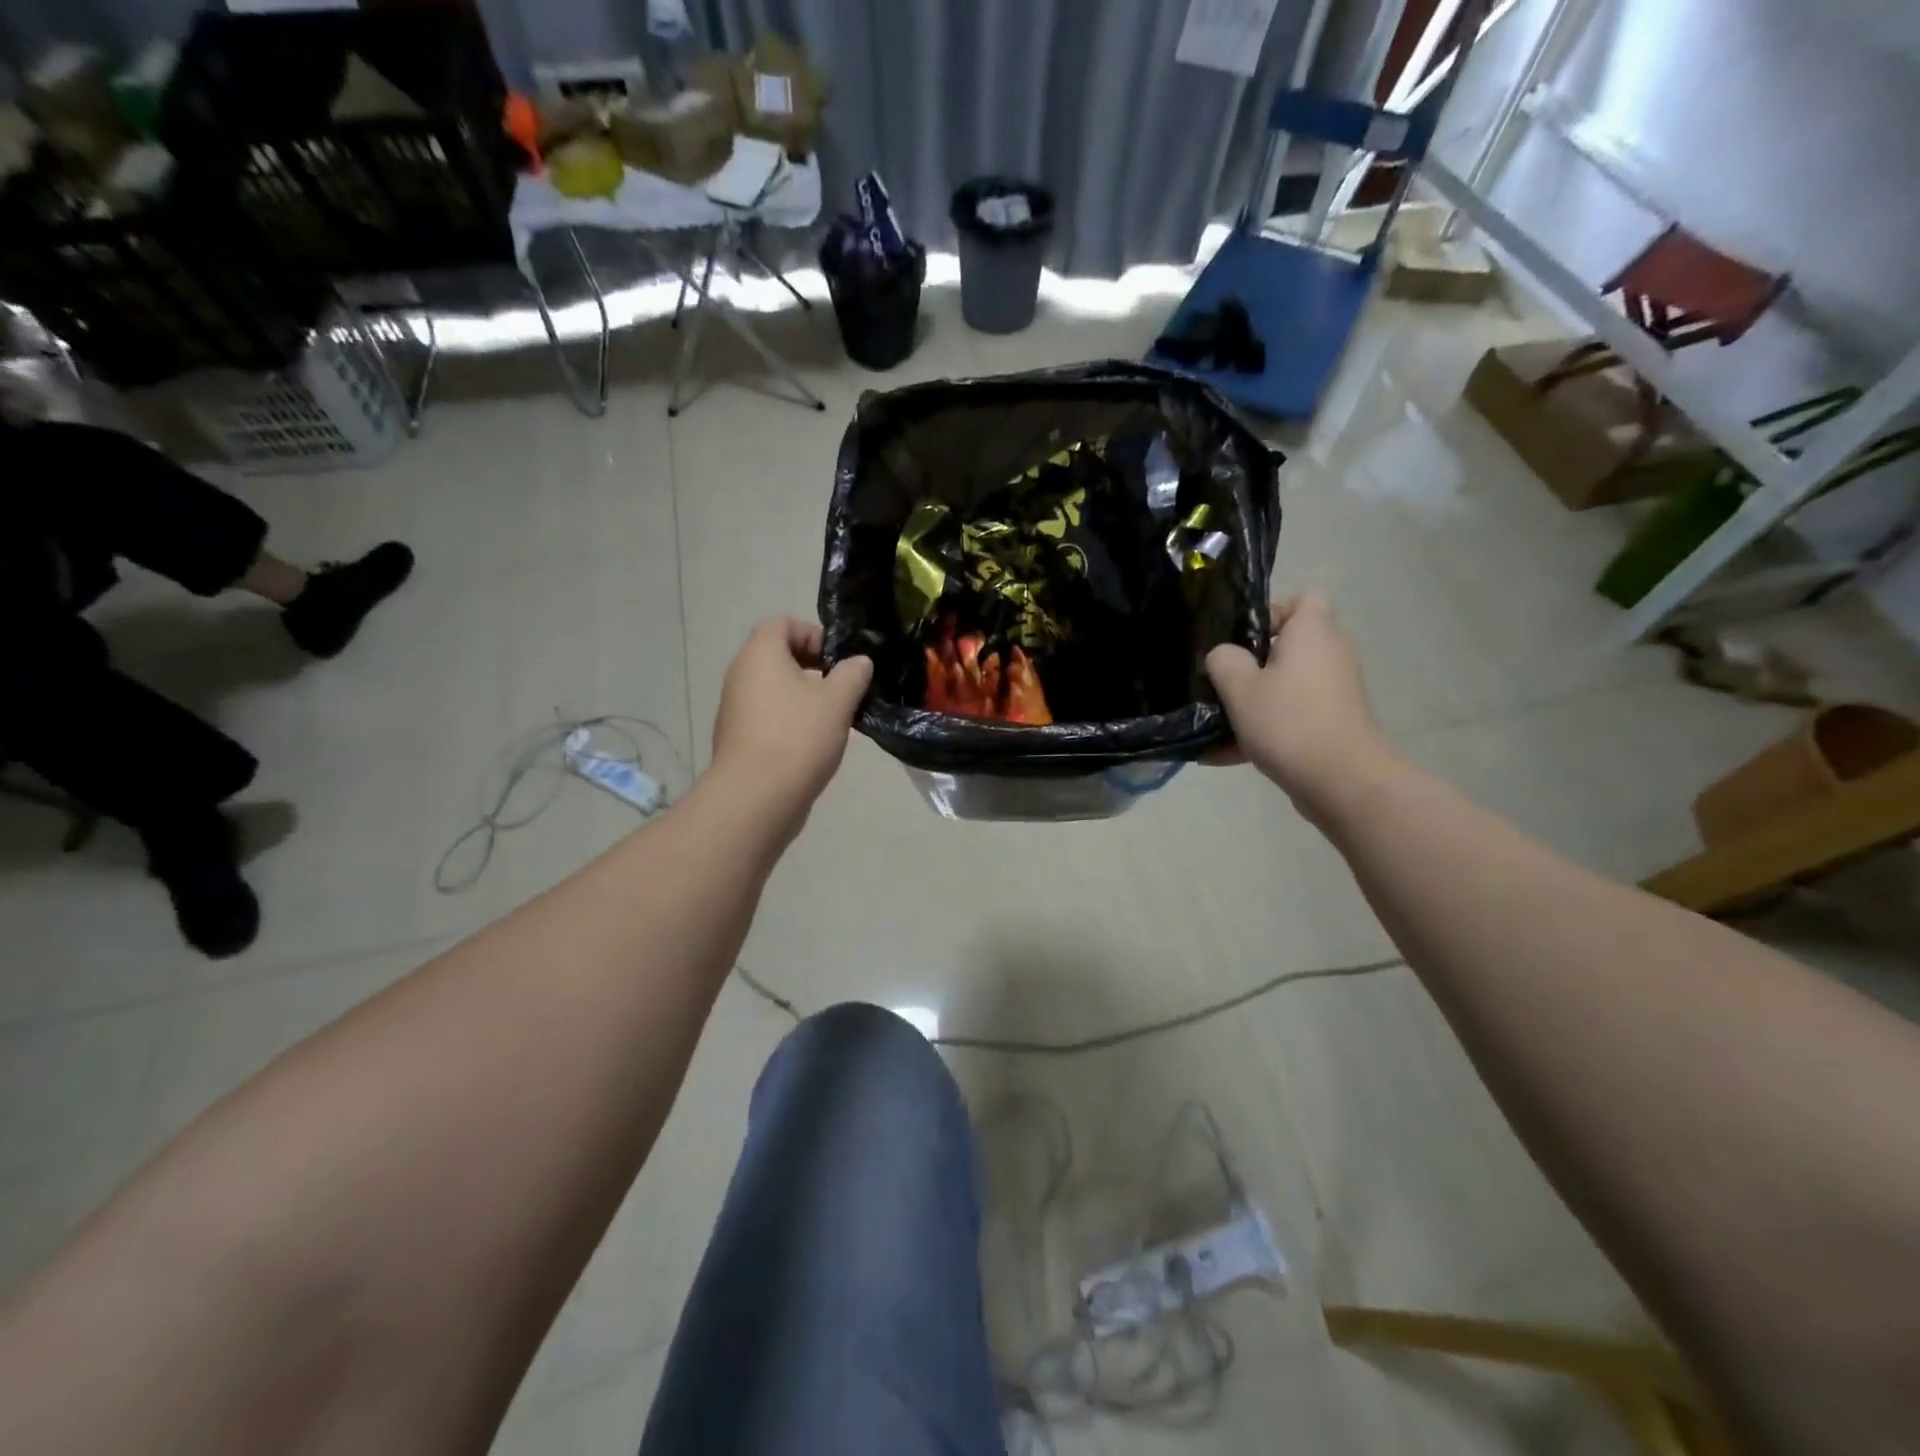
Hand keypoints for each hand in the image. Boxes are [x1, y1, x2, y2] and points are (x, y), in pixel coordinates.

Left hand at [711, 619, 872, 824]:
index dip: (814, 634)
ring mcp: (735, 708)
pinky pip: (768, 715)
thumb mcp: (838, 701)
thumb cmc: (798, 737)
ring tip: (834, 719)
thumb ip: (853, 674)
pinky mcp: (737, 737)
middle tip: (843, 689)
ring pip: (775, 688)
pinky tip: (814, 743)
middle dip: (814, 667)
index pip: (784, 623)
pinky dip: (790, 720)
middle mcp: (741, 674)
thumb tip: (858, 662)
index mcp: (761, 654)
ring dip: (804, 696)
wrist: (756, 797)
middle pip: (778, 656)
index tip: (839, 661)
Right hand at [1205, 592, 1395, 821]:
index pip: (1303, 597)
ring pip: (1286, 685)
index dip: (1273, 611)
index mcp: (1312, 631)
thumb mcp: (1239, 687)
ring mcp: (1335, 690)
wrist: (1342, 781)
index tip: (1242, 639)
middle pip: (1289, 645)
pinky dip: (1264, 730)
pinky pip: (1291, 716)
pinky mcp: (1334, 722)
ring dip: (1253, 702)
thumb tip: (1224, 656)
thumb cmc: (1289, 721)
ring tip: (1214, 725)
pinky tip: (1221, 756)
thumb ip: (1223, 660)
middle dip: (1253, 663)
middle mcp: (1330, 653)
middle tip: (1222, 681)